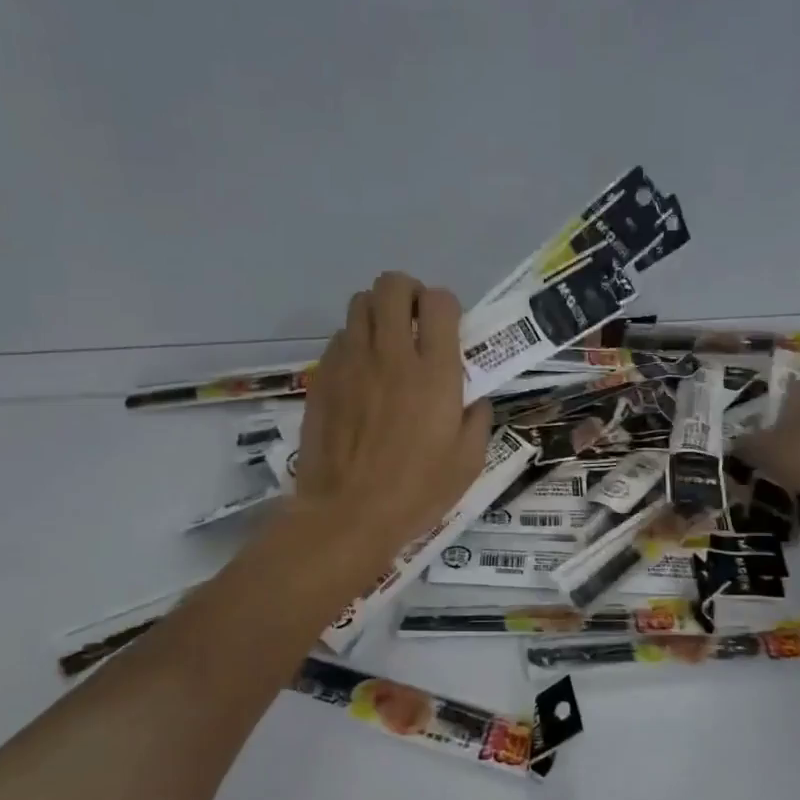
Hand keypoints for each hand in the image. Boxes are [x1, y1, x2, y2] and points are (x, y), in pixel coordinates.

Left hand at [292, 272, 492, 565]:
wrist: (347, 514)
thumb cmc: (416, 491)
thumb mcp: (468, 462)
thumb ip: (477, 419)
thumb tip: (473, 399)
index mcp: (433, 372)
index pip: (438, 301)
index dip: (445, 306)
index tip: (448, 328)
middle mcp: (391, 354)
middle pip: (392, 286)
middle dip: (407, 292)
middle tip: (414, 321)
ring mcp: (351, 362)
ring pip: (359, 303)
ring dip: (377, 312)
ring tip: (386, 342)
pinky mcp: (323, 377)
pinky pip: (338, 338)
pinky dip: (353, 343)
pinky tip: (360, 373)